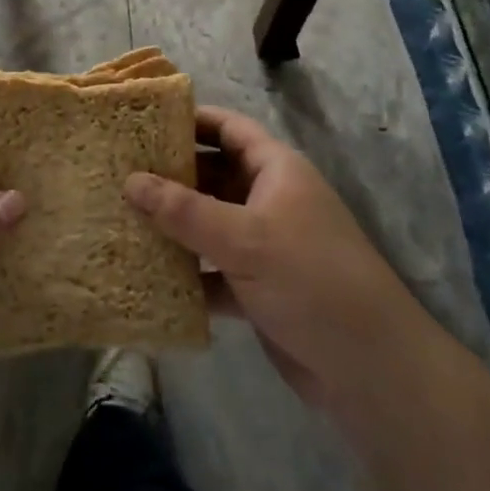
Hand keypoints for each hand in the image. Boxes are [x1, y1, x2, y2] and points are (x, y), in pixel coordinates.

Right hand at [125, 105, 421, 425]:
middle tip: (118, 172)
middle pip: (213, 175)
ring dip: (173, 226)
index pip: (228, 128)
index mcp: (276, 170)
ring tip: (120, 218)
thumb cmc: (311, 280)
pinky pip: (212, 270)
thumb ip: (184, 210)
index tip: (143, 121)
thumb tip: (129, 180)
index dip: (190, 120)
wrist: (371, 370)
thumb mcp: (244, 238)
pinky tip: (145, 274)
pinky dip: (185, 272)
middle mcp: (269, 200)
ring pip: (208, 224)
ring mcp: (264, 246)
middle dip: (170, 175)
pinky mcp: (258, 289)